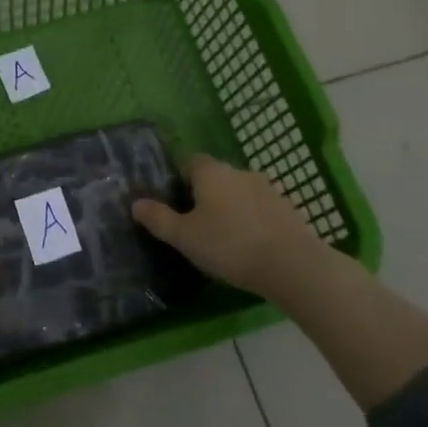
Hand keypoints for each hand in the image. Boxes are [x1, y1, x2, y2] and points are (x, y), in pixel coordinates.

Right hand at [133, 155, 313, 295]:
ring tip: (226, 239)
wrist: (292, 264)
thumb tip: (135, 203)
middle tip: (198, 226)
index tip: (177, 205)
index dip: (181, 180)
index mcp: (211, 172)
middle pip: (216, 177)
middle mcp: (239, 171)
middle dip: (206, 195)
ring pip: (240, 193)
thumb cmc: (229, 245)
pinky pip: (261, 209)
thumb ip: (159, 219)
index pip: (190, 162)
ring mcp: (267, 188)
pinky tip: (252, 246)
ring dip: (232, 208)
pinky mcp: (288, 208)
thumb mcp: (185, 237)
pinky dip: (253, 221)